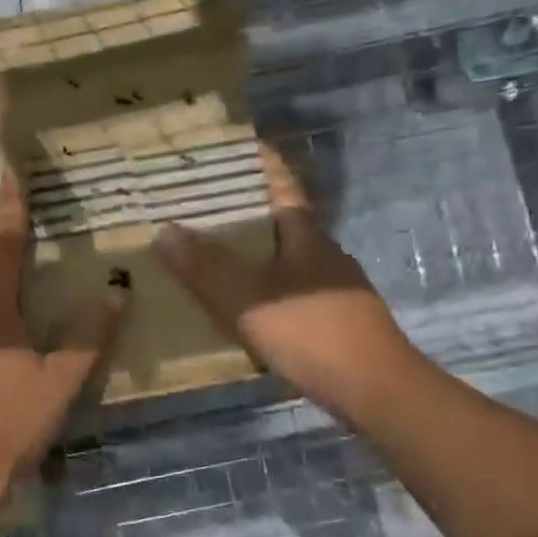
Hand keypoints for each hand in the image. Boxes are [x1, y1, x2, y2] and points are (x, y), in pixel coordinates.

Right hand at [153, 144, 416, 413]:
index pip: (281, 184)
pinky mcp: (332, 318)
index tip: (234, 147)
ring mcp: (331, 287)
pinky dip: (262, 286)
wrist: (374, 389)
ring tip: (210, 254)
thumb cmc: (310, 331)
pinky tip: (241, 305)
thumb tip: (163, 230)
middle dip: (244, 211)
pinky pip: (288, 289)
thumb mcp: (245, 299)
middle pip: (281, 220)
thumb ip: (203, 267)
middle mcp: (322, 253)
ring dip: (251, 252)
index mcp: (305, 235)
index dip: (260, 163)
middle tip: (200, 207)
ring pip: (284, 257)